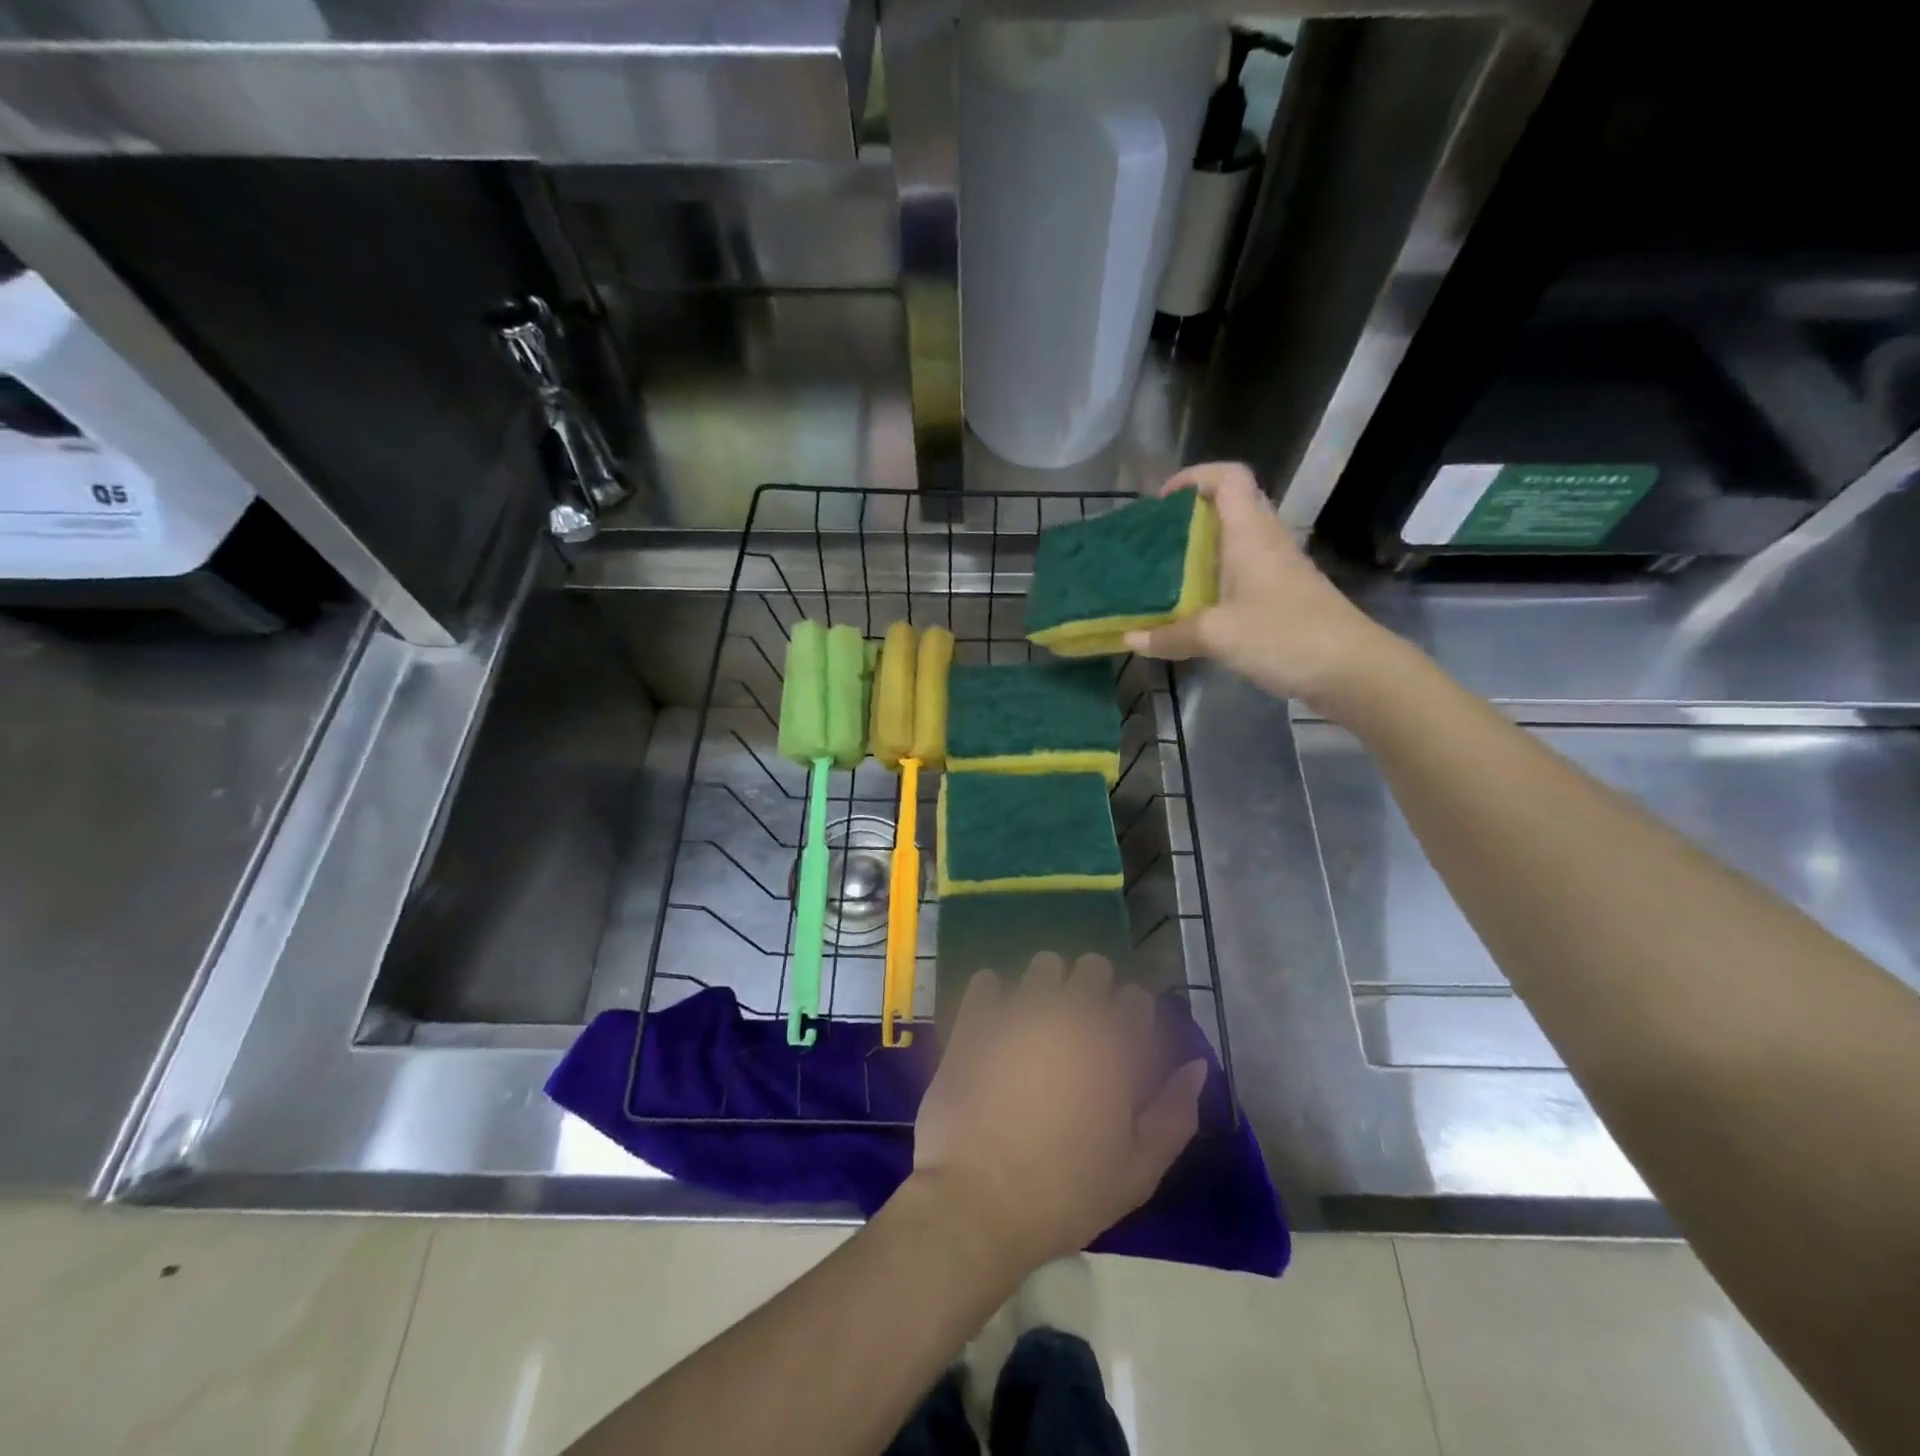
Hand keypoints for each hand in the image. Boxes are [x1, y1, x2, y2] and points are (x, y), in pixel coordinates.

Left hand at [911, 953, 1206, 1272]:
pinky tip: (996, 1023)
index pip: (1137, 999)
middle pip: (1093, 968)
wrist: (978, 1201)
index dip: (1133, 1020)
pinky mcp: (975, 1018)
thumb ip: (1175, 1113)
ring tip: (1040, 1023)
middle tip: (1083, 1031)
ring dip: (1048, 985)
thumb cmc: (1066, 1194)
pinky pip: (987, 981)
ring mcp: (1019, 1010)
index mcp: (1115, 1046)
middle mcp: (1071, 1013)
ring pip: (1044, 965)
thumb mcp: (1138, 1171)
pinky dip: (995, 995)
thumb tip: (1196, 1066)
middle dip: (1094, 991)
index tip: (1123, 1046)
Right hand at [1125, 461, 1397, 708]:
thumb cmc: (1284, 636)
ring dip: (1203, 552)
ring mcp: (1279, 570)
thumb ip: (1171, 634)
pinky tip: (1196, 609)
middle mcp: (1266, 542)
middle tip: (1155, 542)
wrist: (1352, 669)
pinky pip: (1243, 575)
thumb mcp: (1217, 635)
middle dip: (1191, 518)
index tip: (1162, 501)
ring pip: (1237, 544)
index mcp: (1251, 534)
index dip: (1195, 477)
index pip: (1229, 478)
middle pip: (1231, 508)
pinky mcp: (1285, 598)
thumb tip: (1130, 637)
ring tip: (1165, 575)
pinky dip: (1217, 582)